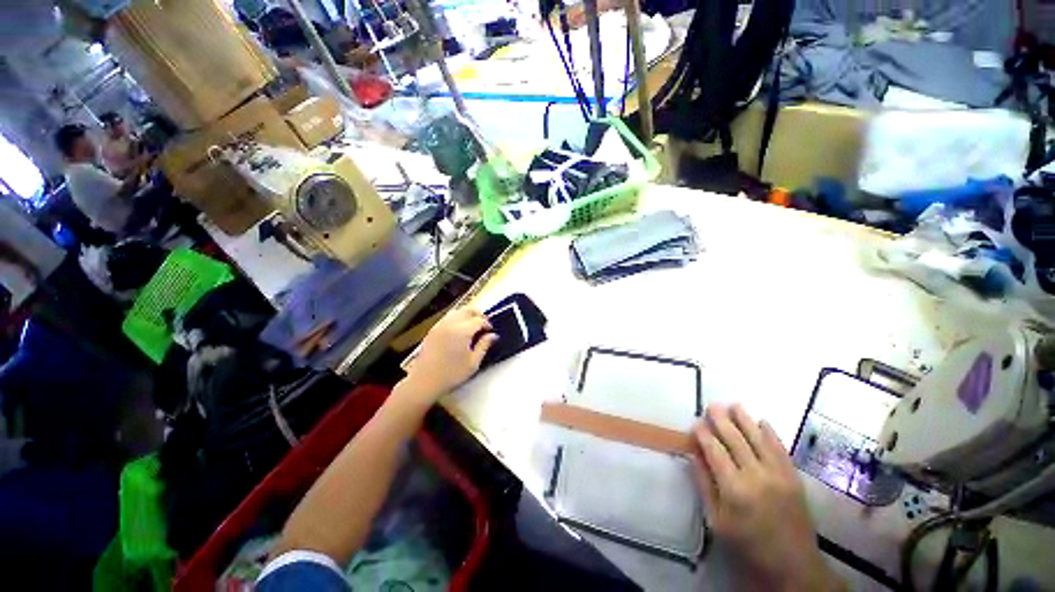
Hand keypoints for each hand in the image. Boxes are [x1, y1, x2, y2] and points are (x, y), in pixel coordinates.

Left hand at [403, 307, 496, 400]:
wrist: (424, 381)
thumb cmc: (451, 374)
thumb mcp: (473, 363)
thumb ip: (484, 346)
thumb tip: (493, 336)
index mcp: (462, 331)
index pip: (479, 320)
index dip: (487, 324)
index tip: (491, 332)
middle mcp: (450, 324)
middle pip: (468, 310)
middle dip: (478, 315)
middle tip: (484, 325)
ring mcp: (440, 325)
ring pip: (457, 311)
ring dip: (467, 315)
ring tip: (473, 326)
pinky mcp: (433, 330)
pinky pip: (448, 317)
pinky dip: (457, 318)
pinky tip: (459, 330)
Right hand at [691, 404, 841, 591]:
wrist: (793, 565)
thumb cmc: (747, 545)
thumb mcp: (717, 520)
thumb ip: (704, 485)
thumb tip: (694, 454)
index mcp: (733, 489)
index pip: (714, 451)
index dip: (703, 434)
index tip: (695, 423)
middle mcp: (756, 476)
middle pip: (735, 440)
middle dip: (721, 420)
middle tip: (711, 405)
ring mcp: (778, 475)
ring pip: (758, 439)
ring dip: (745, 419)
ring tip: (733, 405)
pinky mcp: (793, 477)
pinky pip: (781, 449)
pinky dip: (771, 433)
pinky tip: (762, 421)